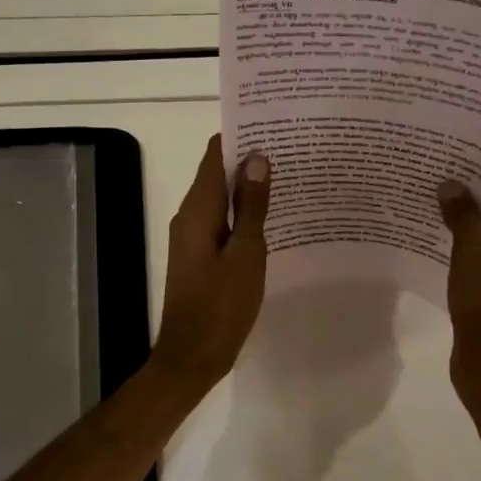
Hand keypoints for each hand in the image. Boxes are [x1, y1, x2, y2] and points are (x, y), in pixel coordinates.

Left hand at [152, 136, 271, 390]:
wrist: (192, 356)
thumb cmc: (222, 305)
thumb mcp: (246, 253)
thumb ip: (252, 206)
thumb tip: (256, 157)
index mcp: (197, 210)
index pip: (214, 155)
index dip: (239, 136)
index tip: (272, 125)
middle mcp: (189, 216)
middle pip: (216, 173)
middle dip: (248, 159)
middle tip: (291, 149)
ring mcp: (192, 237)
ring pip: (220, 199)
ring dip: (247, 187)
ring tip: (288, 176)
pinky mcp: (199, 255)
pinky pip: (221, 221)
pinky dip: (242, 213)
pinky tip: (272, 217)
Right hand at [437, 178, 480, 417]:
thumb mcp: (475, 258)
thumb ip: (464, 216)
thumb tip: (450, 183)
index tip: (451, 144)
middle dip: (467, 184)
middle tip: (429, 162)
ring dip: (459, 210)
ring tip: (421, 187)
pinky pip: (478, 245)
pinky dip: (457, 234)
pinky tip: (426, 224)